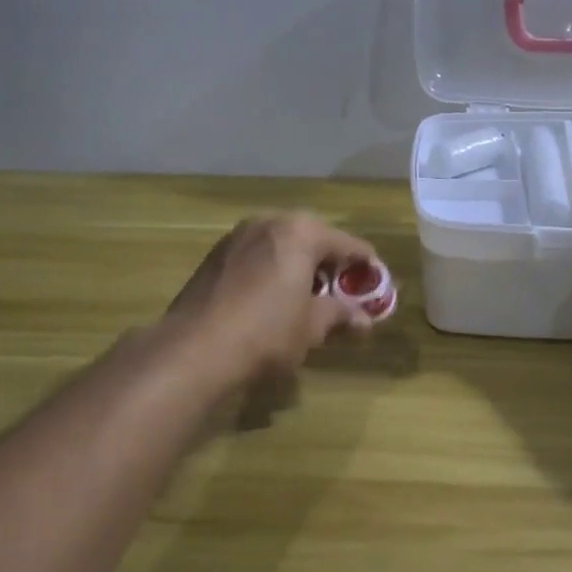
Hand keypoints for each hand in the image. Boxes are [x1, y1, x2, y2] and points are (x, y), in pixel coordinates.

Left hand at [165, 214, 379, 383]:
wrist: (194, 349)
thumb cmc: (267, 332)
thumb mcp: (312, 327)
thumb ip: (339, 315)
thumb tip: (364, 319)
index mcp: (300, 232)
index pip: (347, 244)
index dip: (366, 266)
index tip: (377, 284)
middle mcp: (269, 222)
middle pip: (312, 238)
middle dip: (328, 263)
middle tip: (341, 292)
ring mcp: (237, 236)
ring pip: (280, 245)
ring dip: (297, 266)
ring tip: (307, 296)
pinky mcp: (214, 256)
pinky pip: (256, 256)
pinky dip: (271, 271)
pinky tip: (272, 298)